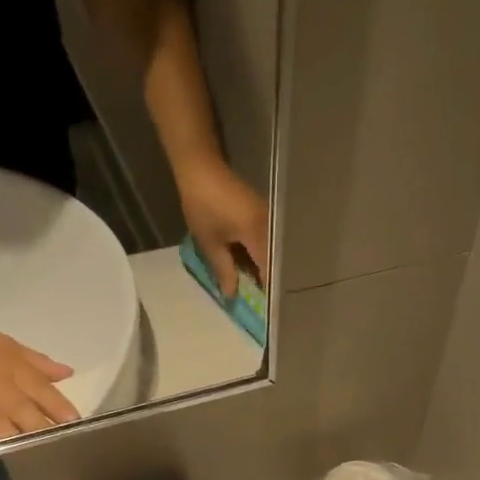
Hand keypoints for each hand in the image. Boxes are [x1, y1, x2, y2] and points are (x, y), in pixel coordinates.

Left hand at [177, 156, 269, 295]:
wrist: (202, 168)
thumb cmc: (203, 205)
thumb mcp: (210, 243)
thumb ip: (224, 271)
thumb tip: (233, 295)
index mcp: (259, 235)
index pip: (271, 271)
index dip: (270, 292)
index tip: (267, 311)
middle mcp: (271, 228)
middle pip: (277, 263)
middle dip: (271, 284)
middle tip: (265, 304)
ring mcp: (270, 220)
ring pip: (275, 254)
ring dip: (268, 271)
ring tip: (262, 290)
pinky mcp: (266, 216)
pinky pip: (270, 243)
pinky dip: (264, 258)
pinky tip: (256, 269)